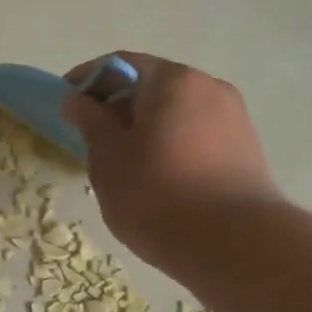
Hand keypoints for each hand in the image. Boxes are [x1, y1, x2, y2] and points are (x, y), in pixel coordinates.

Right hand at [62, 52, 281, 269]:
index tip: (65, 103)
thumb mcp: (108, 158)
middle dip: (118, 105)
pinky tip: (156, 175)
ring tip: (122, 161)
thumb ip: (90, 122)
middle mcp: (208, 87)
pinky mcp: (245, 148)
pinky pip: (195, 133)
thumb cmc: (157, 195)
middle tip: (90, 136)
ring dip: (145, 127)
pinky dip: (170, 143)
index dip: (87, 80)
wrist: (236, 245)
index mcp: (172, 81)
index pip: (120, 65)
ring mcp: (233, 117)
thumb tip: (77, 100)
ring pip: (175, 112)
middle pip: (152, 85)